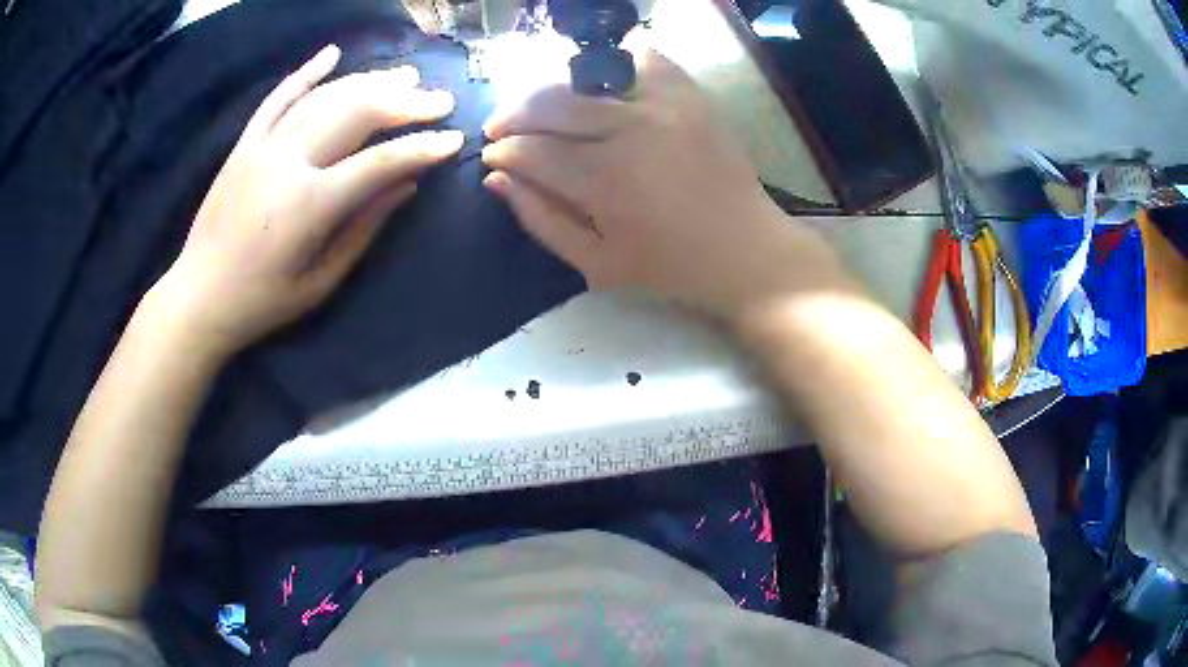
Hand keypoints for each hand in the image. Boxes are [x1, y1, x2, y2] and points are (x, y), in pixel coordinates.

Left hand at [156, 45, 463, 356]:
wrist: (198, 298)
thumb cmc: (261, 302)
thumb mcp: (320, 281)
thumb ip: (364, 229)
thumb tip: (407, 187)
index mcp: (310, 204)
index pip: (380, 161)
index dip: (422, 147)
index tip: (454, 139)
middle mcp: (288, 162)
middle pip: (357, 113)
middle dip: (405, 102)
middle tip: (439, 99)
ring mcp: (262, 147)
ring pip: (324, 98)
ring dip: (369, 82)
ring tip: (404, 77)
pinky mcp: (243, 145)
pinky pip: (277, 98)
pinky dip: (306, 73)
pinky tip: (332, 53)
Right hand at [481, 47, 842, 320]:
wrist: (745, 249)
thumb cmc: (669, 266)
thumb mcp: (596, 263)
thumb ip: (540, 219)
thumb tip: (497, 179)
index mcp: (605, 181)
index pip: (532, 149)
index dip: (503, 151)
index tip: (493, 157)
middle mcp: (631, 130)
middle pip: (550, 102)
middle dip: (513, 113)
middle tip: (501, 128)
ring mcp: (665, 104)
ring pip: (585, 75)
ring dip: (552, 89)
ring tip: (543, 108)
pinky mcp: (690, 93)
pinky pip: (641, 58)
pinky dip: (613, 64)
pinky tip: (599, 84)